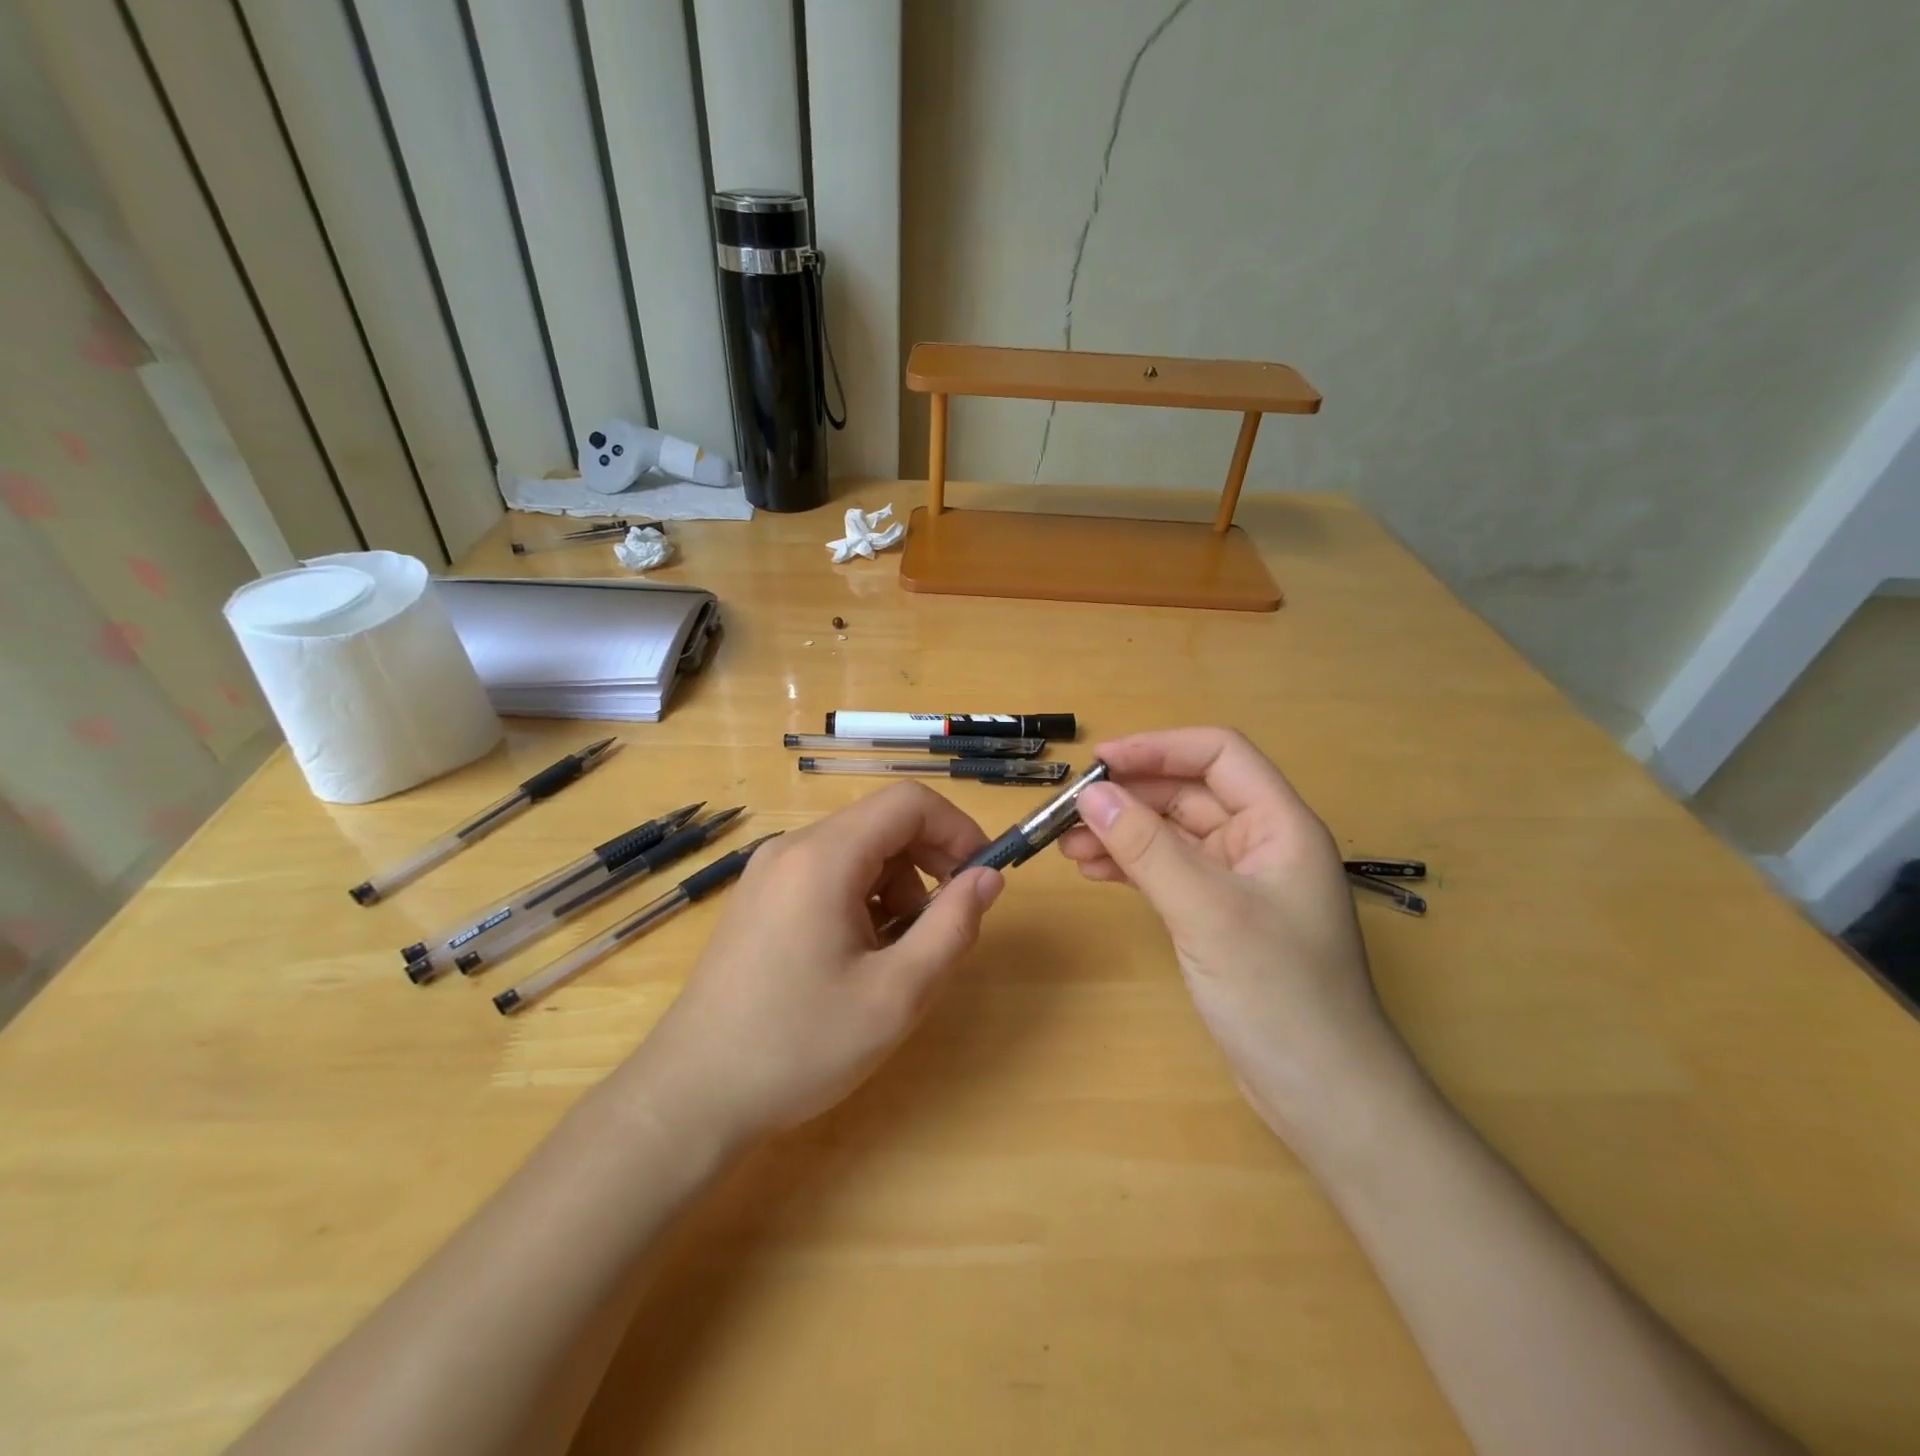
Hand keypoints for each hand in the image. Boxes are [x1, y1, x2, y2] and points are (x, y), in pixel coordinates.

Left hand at [631, 782, 1002, 1148]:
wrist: (692, 1095)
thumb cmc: (798, 1045)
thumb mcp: (895, 995)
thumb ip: (951, 927)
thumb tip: (988, 878)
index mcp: (823, 858)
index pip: (909, 802)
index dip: (957, 829)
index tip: (982, 877)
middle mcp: (792, 848)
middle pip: (882, 823)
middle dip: (928, 863)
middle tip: (945, 924)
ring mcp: (768, 872)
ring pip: (856, 850)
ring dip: (896, 886)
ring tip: (896, 954)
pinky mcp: (758, 898)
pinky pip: (827, 874)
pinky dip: (861, 898)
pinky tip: (857, 956)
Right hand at [1057, 728, 1411, 1142]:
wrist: (1324, 1096)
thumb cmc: (1279, 994)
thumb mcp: (1207, 911)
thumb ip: (1147, 848)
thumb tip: (1090, 795)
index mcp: (1279, 824)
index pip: (1218, 754)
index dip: (1158, 748)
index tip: (1099, 762)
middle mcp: (1261, 843)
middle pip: (1189, 793)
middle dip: (1130, 796)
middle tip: (1069, 811)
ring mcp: (1240, 882)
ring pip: (1173, 834)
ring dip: (1124, 832)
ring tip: (1068, 846)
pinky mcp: (1220, 916)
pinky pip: (1170, 872)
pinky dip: (1132, 867)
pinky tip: (1095, 872)